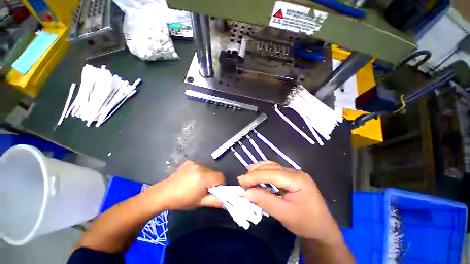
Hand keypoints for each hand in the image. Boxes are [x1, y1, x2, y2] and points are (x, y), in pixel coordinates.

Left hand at [147, 160, 224, 209]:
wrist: (163, 193)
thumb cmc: (182, 200)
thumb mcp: (200, 203)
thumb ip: (215, 201)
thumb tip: (227, 202)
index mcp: (203, 177)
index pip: (221, 177)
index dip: (220, 184)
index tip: (213, 190)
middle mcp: (200, 167)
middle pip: (214, 172)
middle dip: (212, 180)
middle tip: (204, 188)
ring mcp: (194, 163)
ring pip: (208, 169)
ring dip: (206, 176)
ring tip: (196, 183)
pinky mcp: (190, 161)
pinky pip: (200, 166)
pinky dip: (199, 171)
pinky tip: (191, 177)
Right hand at [238, 161, 342, 244]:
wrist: (322, 228)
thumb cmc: (306, 223)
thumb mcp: (284, 214)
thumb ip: (265, 201)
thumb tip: (246, 193)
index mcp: (297, 179)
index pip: (272, 173)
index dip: (255, 176)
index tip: (241, 181)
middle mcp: (295, 172)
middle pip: (271, 167)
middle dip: (255, 173)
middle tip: (242, 180)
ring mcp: (294, 173)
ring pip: (272, 166)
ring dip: (259, 170)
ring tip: (247, 175)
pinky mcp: (291, 177)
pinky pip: (275, 170)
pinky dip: (264, 172)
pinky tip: (257, 174)